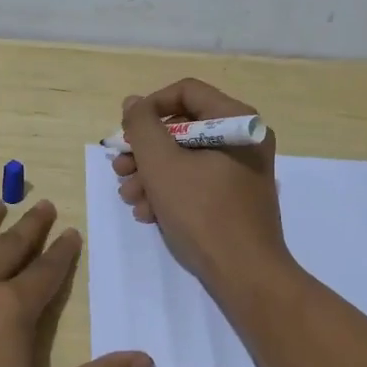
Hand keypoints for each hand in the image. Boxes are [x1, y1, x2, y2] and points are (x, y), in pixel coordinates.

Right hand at [112, 79, 292, 294]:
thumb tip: (134, 103)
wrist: (246, 275)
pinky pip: (198, 181)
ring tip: (129, 197)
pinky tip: (149, 214)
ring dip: (151, 175)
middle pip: (183, 127)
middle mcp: (244, 139)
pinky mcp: (236, 197)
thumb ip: (142, 126)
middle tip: (121, 170)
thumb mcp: (162, 165)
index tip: (127, 133)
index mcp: (237, 120)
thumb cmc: (203, 213)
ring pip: (186, 157)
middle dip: (146, 150)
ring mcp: (242, 170)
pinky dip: (171, 192)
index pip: (186, 91)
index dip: (150, 107)